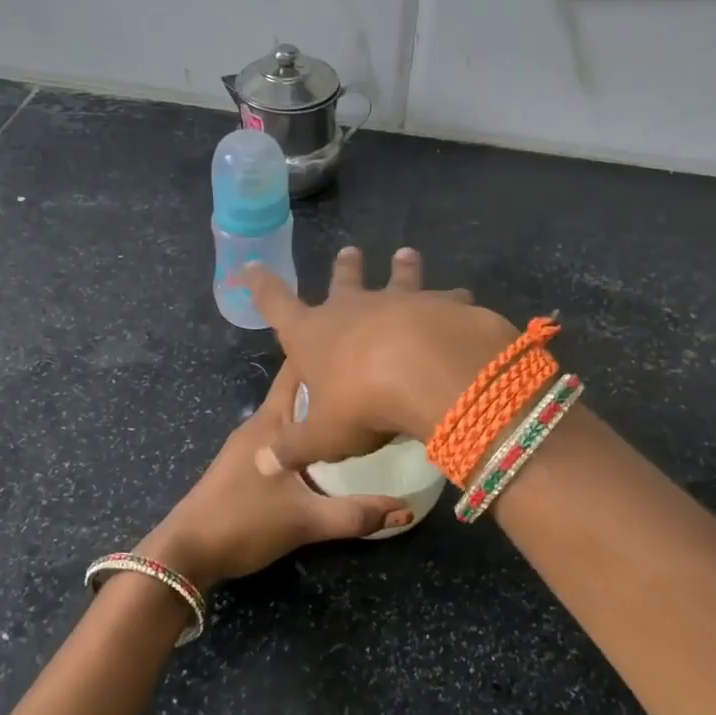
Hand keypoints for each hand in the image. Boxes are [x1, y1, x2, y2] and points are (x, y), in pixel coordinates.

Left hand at [135, 362, 410, 591]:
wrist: (184, 555)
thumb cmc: (244, 523)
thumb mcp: (306, 521)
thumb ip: (356, 514)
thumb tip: (407, 507)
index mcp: (271, 423)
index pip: (296, 371)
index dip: (323, 353)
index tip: (359, 345)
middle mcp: (259, 424)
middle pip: (296, 390)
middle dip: (329, 382)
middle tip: (370, 380)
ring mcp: (247, 444)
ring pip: (289, 414)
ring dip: (317, 408)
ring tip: (357, 409)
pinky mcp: (242, 464)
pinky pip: (281, 434)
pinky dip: (304, 431)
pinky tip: (326, 448)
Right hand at [243, 246, 518, 474]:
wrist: (429, 372)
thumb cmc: (362, 402)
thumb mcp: (322, 436)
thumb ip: (294, 447)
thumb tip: (263, 463)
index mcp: (313, 334)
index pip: (277, 304)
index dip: (261, 286)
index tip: (252, 265)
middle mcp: (353, 309)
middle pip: (344, 281)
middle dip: (344, 268)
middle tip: (350, 251)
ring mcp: (399, 302)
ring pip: (398, 279)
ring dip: (402, 268)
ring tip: (406, 254)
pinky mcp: (441, 305)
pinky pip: (446, 298)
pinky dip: (452, 299)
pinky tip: (463, 298)